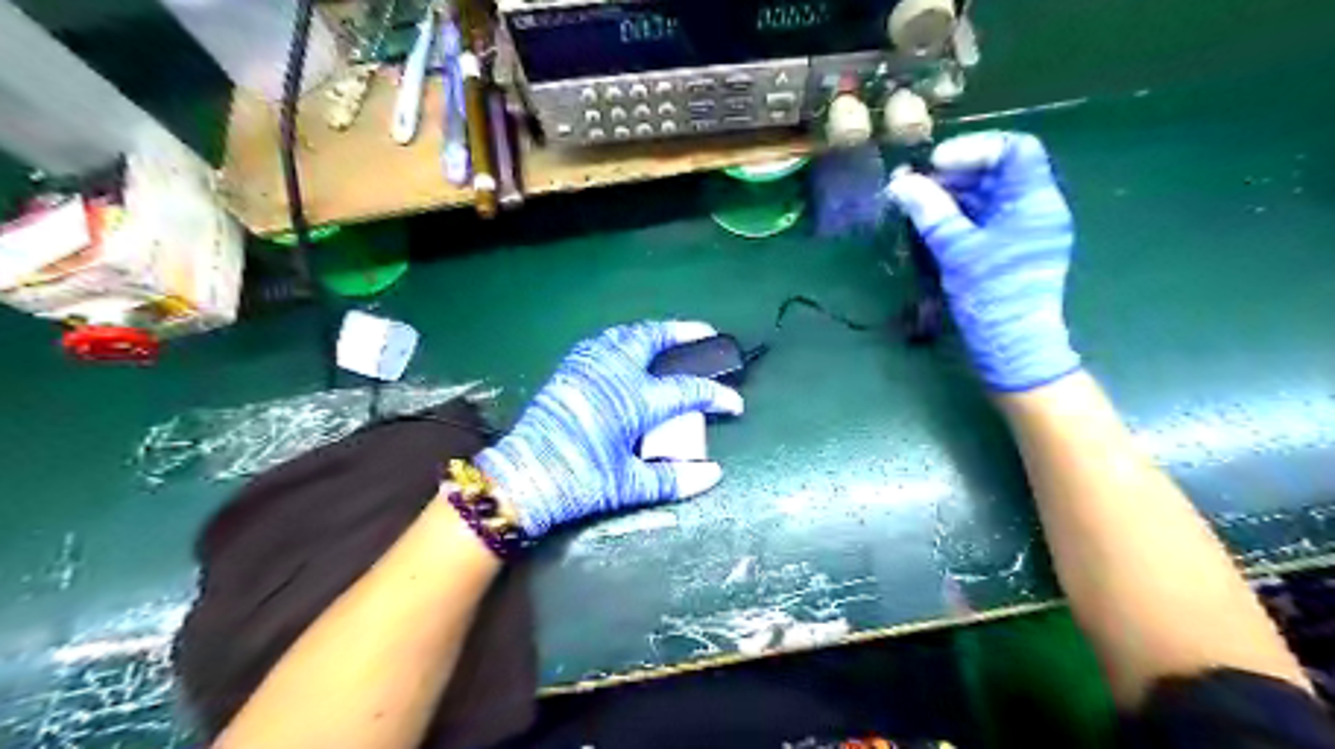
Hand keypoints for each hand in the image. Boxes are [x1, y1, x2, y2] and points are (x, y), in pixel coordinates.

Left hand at [471, 319, 745, 535]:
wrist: (522, 478)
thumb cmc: (579, 481)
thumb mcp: (628, 486)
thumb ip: (673, 479)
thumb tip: (713, 474)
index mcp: (634, 400)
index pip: (688, 391)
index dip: (716, 396)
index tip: (735, 404)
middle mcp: (614, 373)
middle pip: (653, 338)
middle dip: (683, 332)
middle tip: (704, 332)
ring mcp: (588, 366)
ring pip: (625, 334)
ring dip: (652, 331)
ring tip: (667, 336)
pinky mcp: (568, 370)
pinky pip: (602, 342)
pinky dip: (622, 338)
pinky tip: (625, 349)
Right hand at [883, 133, 1082, 395]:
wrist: (1012, 347)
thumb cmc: (993, 295)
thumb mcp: (957, 250)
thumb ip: (931, 212)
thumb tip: (901, 183)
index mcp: (1035, 201)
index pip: (1014, 150)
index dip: (974, 149)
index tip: (936, 164)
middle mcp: (1034, 209)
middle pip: (997, 173)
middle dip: (954, 174)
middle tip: (914, 184)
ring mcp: (1021, 231)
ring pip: (985, 197)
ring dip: (950, 195)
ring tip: (914, 202)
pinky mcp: (1007, 250)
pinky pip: (981, 219)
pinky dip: (955, 216)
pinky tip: (928, 222)